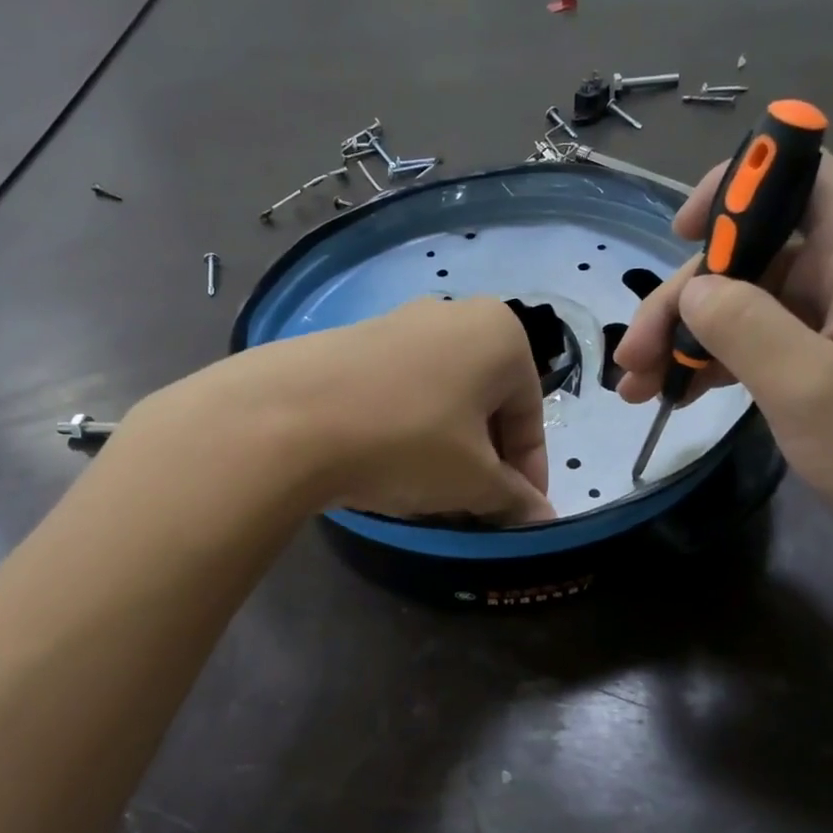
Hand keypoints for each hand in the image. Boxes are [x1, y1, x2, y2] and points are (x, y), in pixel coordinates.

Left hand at [220, 296, 555, 524]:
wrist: (289, 417)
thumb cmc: (408, 441)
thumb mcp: (474, 480)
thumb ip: (514, 498)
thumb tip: (542, 517)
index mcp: (501, 335)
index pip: (530, 415)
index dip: (528, 473)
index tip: (518, 516)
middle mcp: (455, 315)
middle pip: (486, 404)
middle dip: (485, 460)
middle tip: (473, 507)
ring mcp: (399, 323)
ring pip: (443, 398)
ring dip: (447, 448)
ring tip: (428, 491)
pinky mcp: (354, 341)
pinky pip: (401, 390)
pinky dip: (408, 428)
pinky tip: (386, 463)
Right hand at [614, 153, 832, 582]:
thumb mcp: (807, 386)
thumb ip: (742, 324)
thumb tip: (691, 290)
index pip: (797, 174)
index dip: (734, 186)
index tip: (677, 234)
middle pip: (749, 251)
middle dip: (684, 297)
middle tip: (634, 357)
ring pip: (744, 300)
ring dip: (686, 336)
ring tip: (638, 387)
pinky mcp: (825, 359)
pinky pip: (757, 340)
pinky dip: (713, 361)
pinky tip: (676, 394)